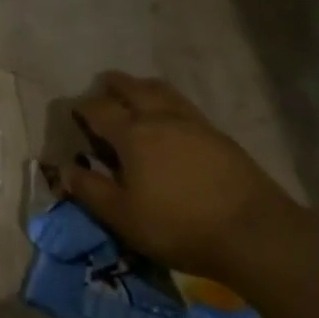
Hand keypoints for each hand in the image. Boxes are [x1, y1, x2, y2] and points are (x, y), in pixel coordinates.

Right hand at [63, 73, 300, 280]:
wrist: (253, 232)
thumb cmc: (178, 225)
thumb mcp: (123, 216)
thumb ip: (91, 190)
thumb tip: (65, 169)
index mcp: (133, 134)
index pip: (99, 109)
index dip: (82, 108)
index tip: (73, 112)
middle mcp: (161, 118)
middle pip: (133, 88)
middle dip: (114, 85)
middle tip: (103, 87)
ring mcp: (193, 123)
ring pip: (162, 91)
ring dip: (143, 87)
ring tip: (136, 93)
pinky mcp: (218, 135)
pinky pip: (184, 105)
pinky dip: (167, 102)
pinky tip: (170, 118)